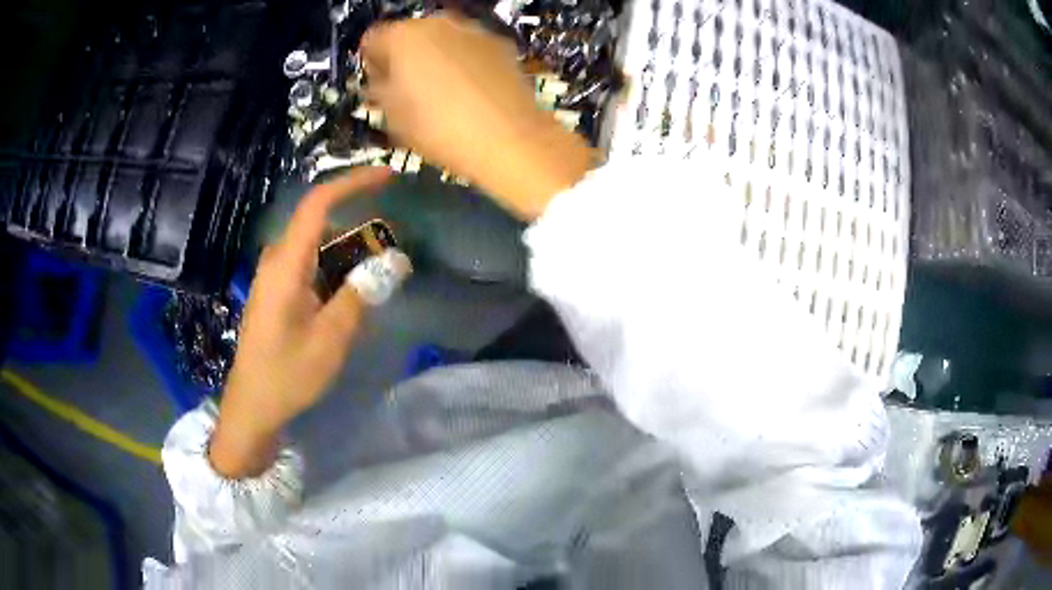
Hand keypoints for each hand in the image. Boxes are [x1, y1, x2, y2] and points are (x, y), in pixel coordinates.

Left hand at [209, 168, 389, 477]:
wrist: (253, 406)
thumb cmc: (287, 374)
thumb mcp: (331, 338)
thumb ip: (362, 294)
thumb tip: (398, 259)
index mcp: (286, 264)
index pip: (318, 203)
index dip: (353, 182)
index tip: (388, 176)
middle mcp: (278, 260)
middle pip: (321, 224)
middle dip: (359, 226)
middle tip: (393, 248)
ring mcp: (275, 276)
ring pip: (317, 247)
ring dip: (349, 253)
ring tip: (378, 276)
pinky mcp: (277, 292)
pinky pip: (311, 266)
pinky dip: (335, 270)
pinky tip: (351, 297)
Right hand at [361, 14, 593, 219]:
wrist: (510, 138)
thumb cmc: (439, 128)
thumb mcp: (393, 117)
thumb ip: (379, 90)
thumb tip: (381, 81)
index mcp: (403, 37)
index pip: (372, 40)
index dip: (371, 63)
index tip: (379, 86)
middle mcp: (438, 22)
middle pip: (409, 35)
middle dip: (404, 58)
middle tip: (410, 91)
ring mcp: (474, 30)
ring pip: (442, 39)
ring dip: (436, 58)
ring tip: (445, 93)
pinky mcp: (501, 43)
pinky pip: (470, 48)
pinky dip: (465, 61)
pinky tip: (473, 90)